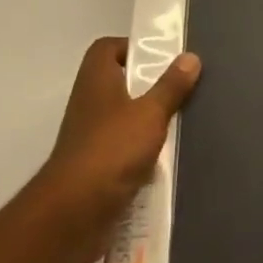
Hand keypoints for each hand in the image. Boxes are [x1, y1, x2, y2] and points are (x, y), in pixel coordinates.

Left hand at [21, 37, 200, 262]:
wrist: (72, 215)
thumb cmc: (111, 149)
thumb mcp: (150, 113)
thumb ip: (171, 86)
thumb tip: (190, 56)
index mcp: (96, 79)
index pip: (107, 48)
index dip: (132, 47)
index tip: (161, 57)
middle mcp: (89, 103)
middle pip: (119, 83)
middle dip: (148, 86)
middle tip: (180, 89)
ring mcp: (88, 137)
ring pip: (122, 119)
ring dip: (147, 122)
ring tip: (180, 123)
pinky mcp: (94, 169)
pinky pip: (122, 151)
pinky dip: (141, 153)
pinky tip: (166, 159)